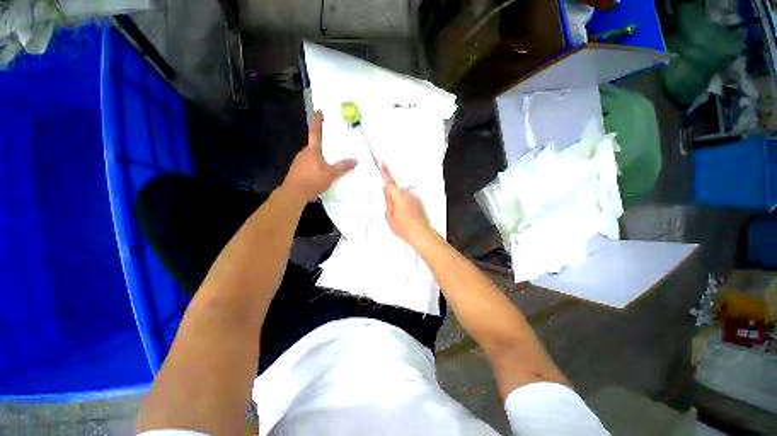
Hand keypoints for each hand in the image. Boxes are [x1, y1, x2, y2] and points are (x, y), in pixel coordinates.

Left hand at [282, 110, 357, 201]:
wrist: (294, 193)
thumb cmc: (313, 180)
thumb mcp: (331, 174)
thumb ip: (343, 167)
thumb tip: (356, 160)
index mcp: (312, 150)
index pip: (315, 131)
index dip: (317, 120)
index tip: (320, 111)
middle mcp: (304, 152)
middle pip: (313, 145)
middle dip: (321, 144)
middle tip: (331, 146)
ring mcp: (298, 161)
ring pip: (310, 156)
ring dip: (318, 157)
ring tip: (328, 163)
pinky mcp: (297, 170)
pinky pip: (307, 164)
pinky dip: (314, 165)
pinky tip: (319, 174)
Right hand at [381, 163, 433, 245]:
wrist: (421, 234)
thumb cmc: (405, 227)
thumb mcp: (389, 216)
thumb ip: (386, 200)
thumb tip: (385, 190)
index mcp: (398, 195)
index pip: (389, 180)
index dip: (385, 171)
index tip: (382, 162)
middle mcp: (407, 193)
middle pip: (395, 188)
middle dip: (390, 194)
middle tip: (388, 207)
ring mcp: (414, 197)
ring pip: (402, 194)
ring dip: (398, 200)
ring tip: (398, 215)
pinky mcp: (418, 201)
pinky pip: (407, 198)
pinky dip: (404, 203)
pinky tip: (404, 214)